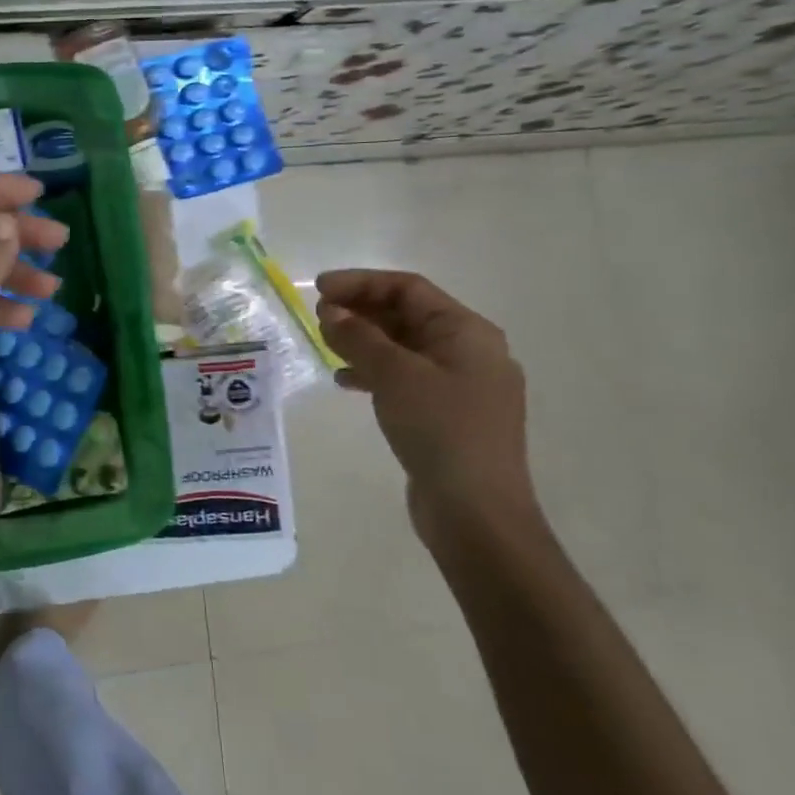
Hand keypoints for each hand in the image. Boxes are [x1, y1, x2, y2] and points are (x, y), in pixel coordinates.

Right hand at [314, 269, 543, 552]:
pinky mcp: (446, 415)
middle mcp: (469, 351)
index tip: (318, 289)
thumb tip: (331, 311)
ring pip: (404, 347)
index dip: (361, 282)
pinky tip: (345, 381)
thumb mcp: (395, 375)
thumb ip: (359, 337)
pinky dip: (374, 372)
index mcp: (467, 332)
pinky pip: (405, 378)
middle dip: (361, 311)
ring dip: (364, 340)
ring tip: (326, 343)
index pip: (409, 289)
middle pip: (408, 315)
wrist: (476, 512)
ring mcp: (460, 385)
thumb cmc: (440, 430)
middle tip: (318, 316)